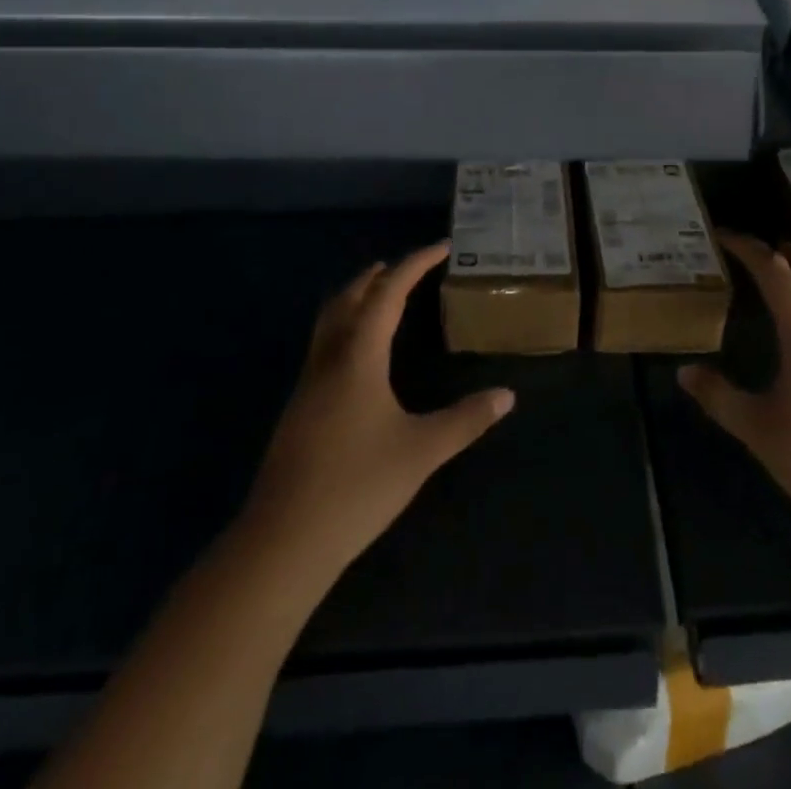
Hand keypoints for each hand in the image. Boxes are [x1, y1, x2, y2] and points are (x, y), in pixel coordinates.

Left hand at [239, 242, 513, 582]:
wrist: (283, 542)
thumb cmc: (357, 486)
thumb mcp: (422, 451)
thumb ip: (466, 420)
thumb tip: (507, 395)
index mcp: (358, 358)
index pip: (388, 293)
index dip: (415, 264)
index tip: (442, 247)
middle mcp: (329, 360)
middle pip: (350, 298)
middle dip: (379, 276)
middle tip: (407, 266)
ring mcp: (308, 385)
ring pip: (329, 321)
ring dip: (356, 298)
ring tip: (381, 295)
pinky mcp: (299, 410)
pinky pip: (323, 345)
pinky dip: (345, 326)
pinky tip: (360, 355)